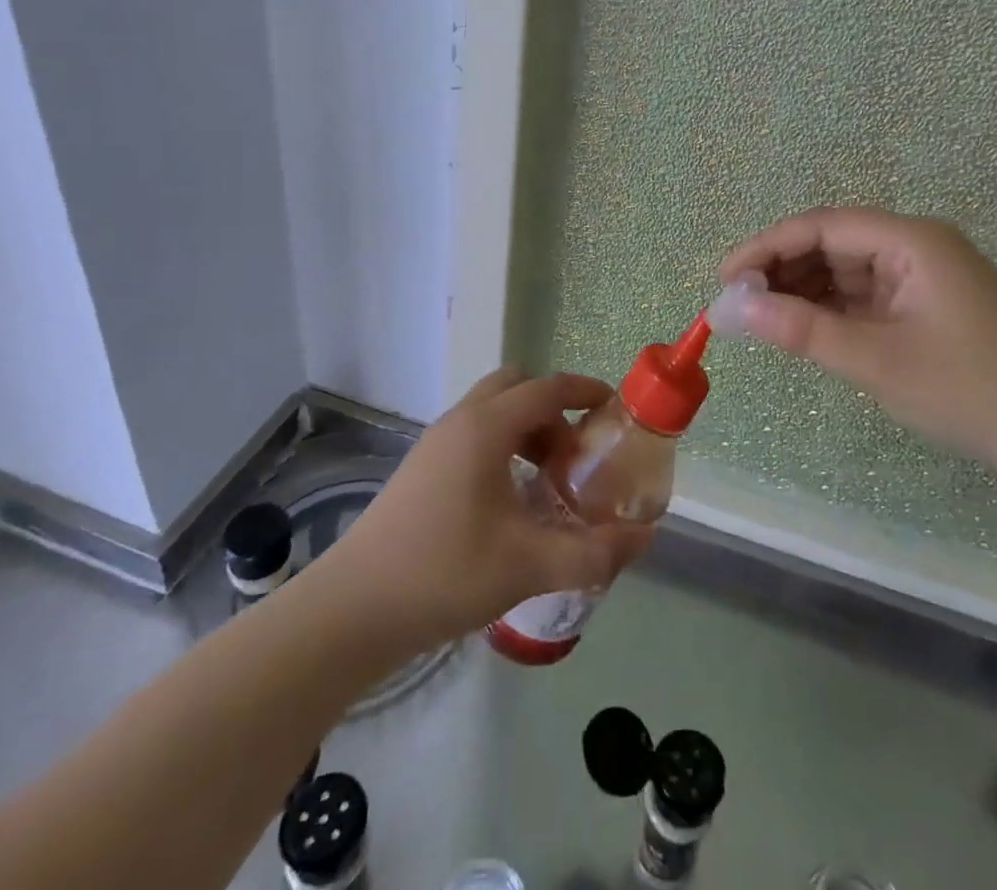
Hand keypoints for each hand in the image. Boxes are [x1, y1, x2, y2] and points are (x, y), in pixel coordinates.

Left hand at [328, 369, 650, 648]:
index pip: (547, 388)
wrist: (353, 610)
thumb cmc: (445, 572)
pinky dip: (503, 448)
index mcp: (486, 427)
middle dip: (553, 411)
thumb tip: (642, 539)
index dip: (585, 391)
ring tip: (546, 483)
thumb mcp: (529, 564)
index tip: (614, 409)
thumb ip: (592, 552)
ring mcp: (435, 444)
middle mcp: (461, 421)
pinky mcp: (421, 469)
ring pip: (493, 412)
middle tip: (573, 455)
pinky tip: (510, 502)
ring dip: (527, 431)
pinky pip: (474, 436)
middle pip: (517, 388)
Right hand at [720, 207, 996, 476]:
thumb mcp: (879, 360)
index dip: (767, 247)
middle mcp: (916, 247)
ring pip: (847, 272)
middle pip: (833, 244)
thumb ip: (803, 330)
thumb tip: (734, 308)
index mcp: (911, 240)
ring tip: (761, 320)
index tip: (724, 278)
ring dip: (803, 292)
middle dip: (782, 270)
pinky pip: (866, 297)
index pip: (821, 226)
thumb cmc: (974, 390)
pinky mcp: (928, 308)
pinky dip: (832, 311)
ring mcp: (924, 278)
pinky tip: (803, 330)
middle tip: (737, 305)